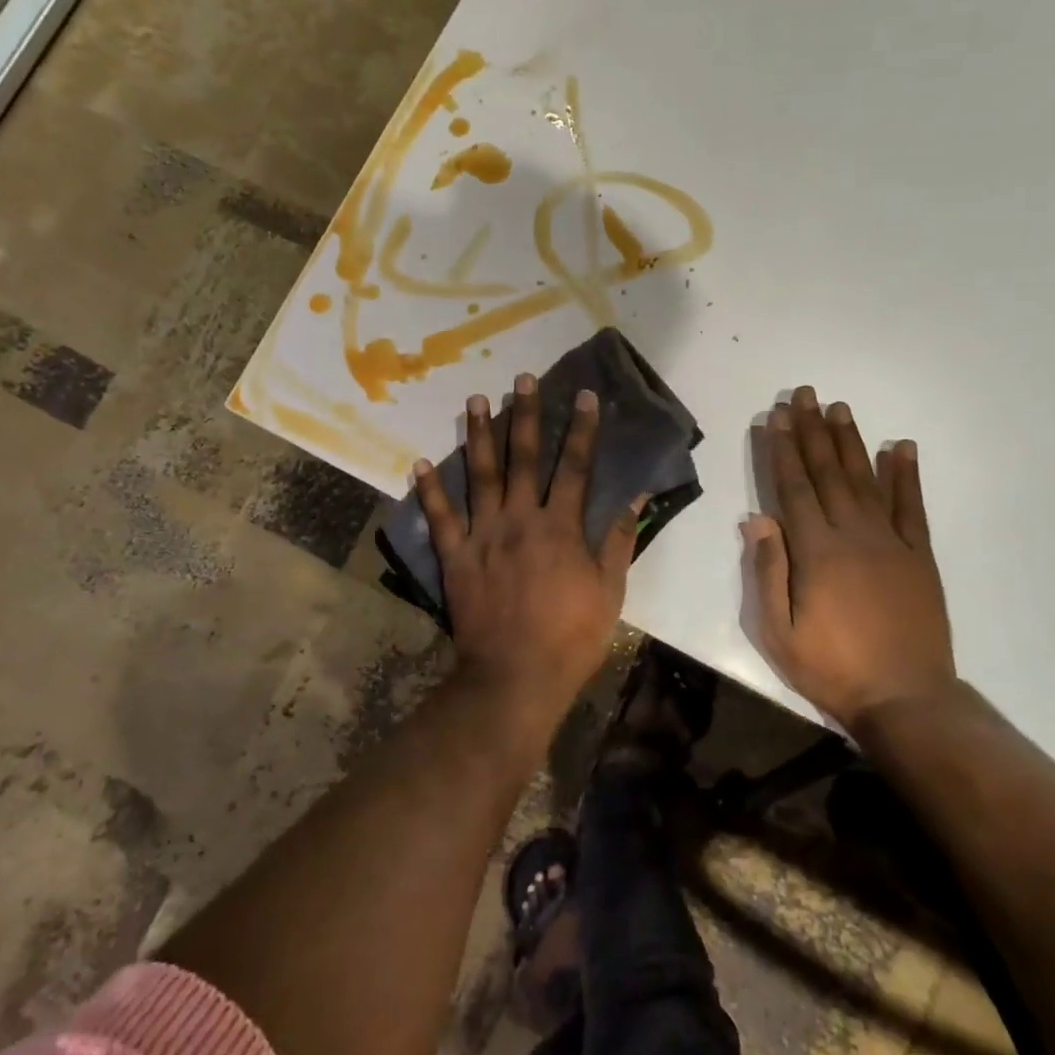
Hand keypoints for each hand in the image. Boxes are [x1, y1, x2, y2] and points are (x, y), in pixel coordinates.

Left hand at [415, 375, 643, 727]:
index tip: (584, 395)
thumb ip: (619, 540)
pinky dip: (429, 489)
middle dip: (525, 415)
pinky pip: (440, 517)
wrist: (516, 675)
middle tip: (522, 378)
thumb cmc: (571, 636)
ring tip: (477, 399)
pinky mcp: (456, 556)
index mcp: (561, 527)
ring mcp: (484, 535)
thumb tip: (636, 495)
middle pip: (524, 458)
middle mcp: (520, 519)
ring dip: (479, 435)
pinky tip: (419, 462)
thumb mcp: (609, 591)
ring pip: (480, 475)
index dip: (581, 429)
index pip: (575, 467)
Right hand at [744, 385, 956, 729]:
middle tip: (804, 394)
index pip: (794, 488)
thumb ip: (767, 571)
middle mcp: (854, 535)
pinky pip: (913, 508)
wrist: (906, 699)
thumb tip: (755, 518)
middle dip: (813, 431)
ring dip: (851, 442)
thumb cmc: (831, 668)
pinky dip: (906, 475)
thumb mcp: (778, 632)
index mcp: (816, 552)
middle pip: (828, 473)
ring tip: (840, 408)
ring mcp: (892, 543)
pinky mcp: (920, 557)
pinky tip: (900, 447)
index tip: (775, 417)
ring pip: (866, 480)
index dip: (782, 450)